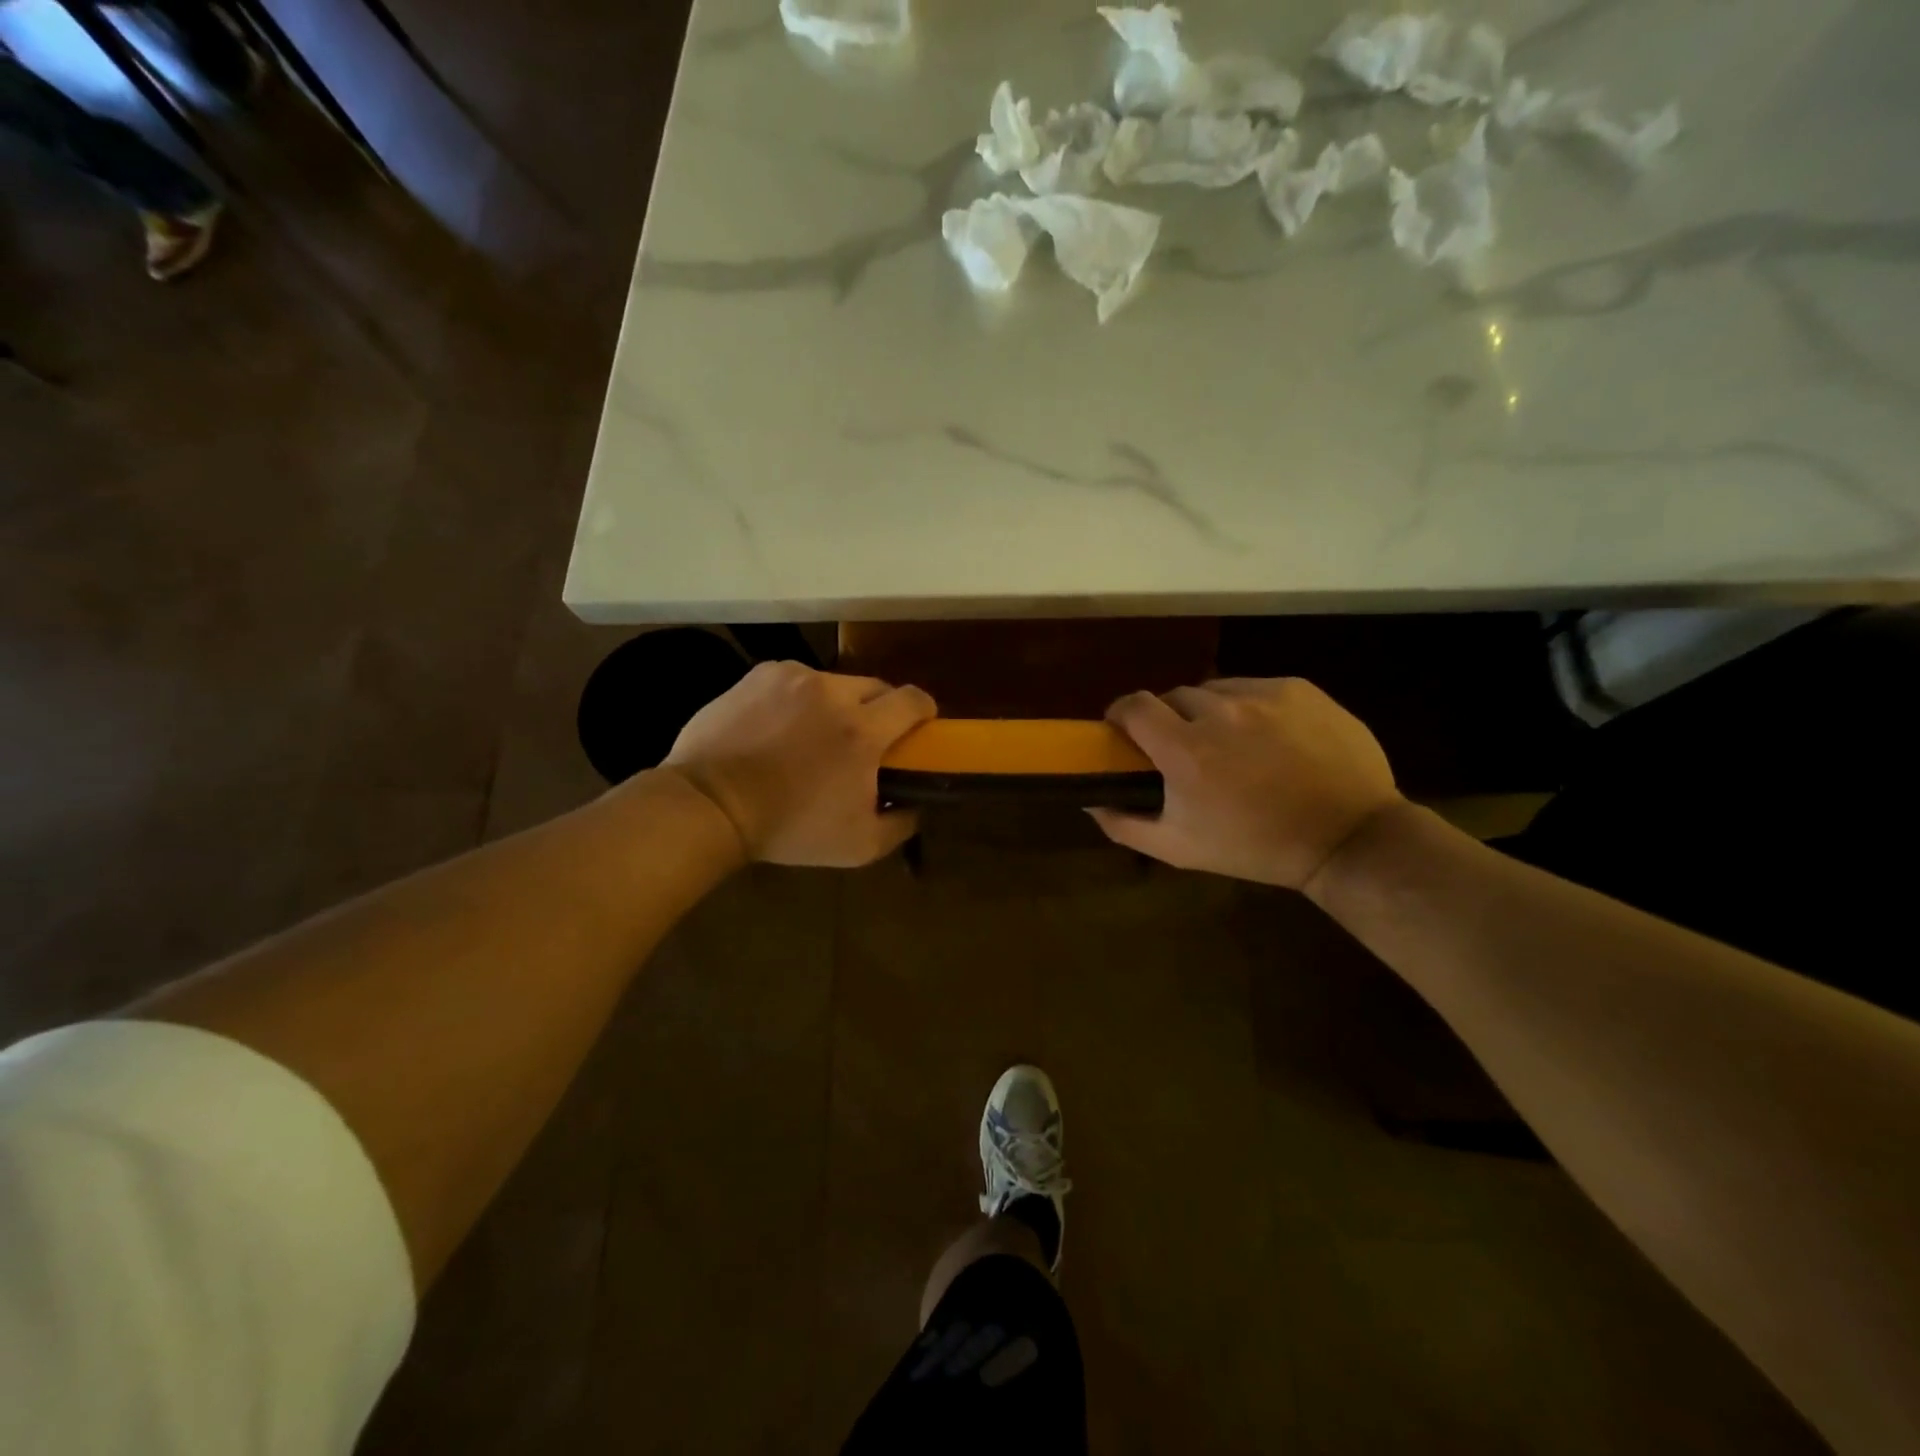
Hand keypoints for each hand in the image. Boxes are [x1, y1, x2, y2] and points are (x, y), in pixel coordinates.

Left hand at [661, 661, 935, 866]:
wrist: (708, 805)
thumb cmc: (788, 828)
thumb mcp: (858, 845)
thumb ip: (901, 823)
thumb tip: (916, 803)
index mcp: (863, 730)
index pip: (914, 700)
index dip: (924, 712)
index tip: (918, 729)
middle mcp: (833, 691)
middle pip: (878, 687)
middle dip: (880, 710)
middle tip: (864, 739)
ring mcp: (794, 677)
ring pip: (835, 683)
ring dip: (837, 705)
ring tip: (813, 735)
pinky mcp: (760, 674)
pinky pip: (796, 680)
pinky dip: (799, 699)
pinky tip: (780, 727)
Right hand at [1089, 677, 1402, 890]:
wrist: (1348, 838)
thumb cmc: (1255, 847)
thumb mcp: (1179, 849)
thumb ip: (1124, 824)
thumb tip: (1089, 802)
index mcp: (1184, 749)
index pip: (1132, 705)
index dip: (1121, 714)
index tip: (1124, 731)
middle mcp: (1219, 711)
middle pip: (1173, 697)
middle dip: (1170, 720)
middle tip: (1185, 750)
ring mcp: (1262, 695)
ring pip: (1215, 691)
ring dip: (1210, 712)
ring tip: (1231, 744)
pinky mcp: (1298, 689)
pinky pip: (1256, 689)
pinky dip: (1250, 709)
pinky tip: (1269, 740)